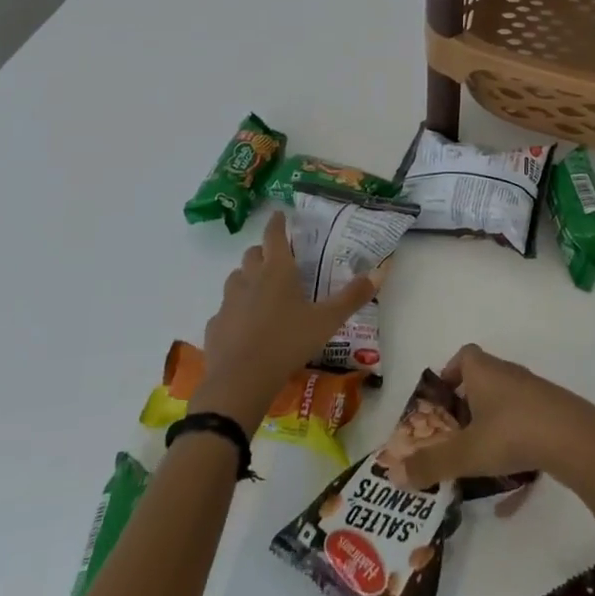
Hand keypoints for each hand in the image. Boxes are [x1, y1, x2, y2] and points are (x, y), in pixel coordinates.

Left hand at [191, 212, 375, 427]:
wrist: (240, 381)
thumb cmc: (287, 342)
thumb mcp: (327, 321)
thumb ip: (352, 297)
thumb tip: (379, 272)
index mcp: (277, 270)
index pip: (274, 234)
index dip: (277, 222)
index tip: (280, 214)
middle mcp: (249, 279)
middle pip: (252, 254)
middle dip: (263, 251)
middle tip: (278, 259)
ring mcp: (228, 302)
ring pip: (236, 279)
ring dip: (247, 278)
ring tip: (262, 291)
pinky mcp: (215, 325)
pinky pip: (226, 310)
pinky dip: (236, 311)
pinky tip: (246, 327)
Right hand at [390, 344, 594, 495]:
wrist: (577, 440)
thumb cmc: (514, 433)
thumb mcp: (467, 452)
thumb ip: (431, 464)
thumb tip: (394, 474)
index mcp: (484, 371)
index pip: (464, 356)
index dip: (449, 374)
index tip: (440, 403)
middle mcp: (508, 374)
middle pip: (482, 381)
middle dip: (466, 407)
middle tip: (453, 436)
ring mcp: (534, 393)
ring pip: (504, 405)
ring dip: (490, 427)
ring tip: (478, 459)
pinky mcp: (553, 413)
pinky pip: (525, 426)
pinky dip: (514, 447)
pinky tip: (513, 485)